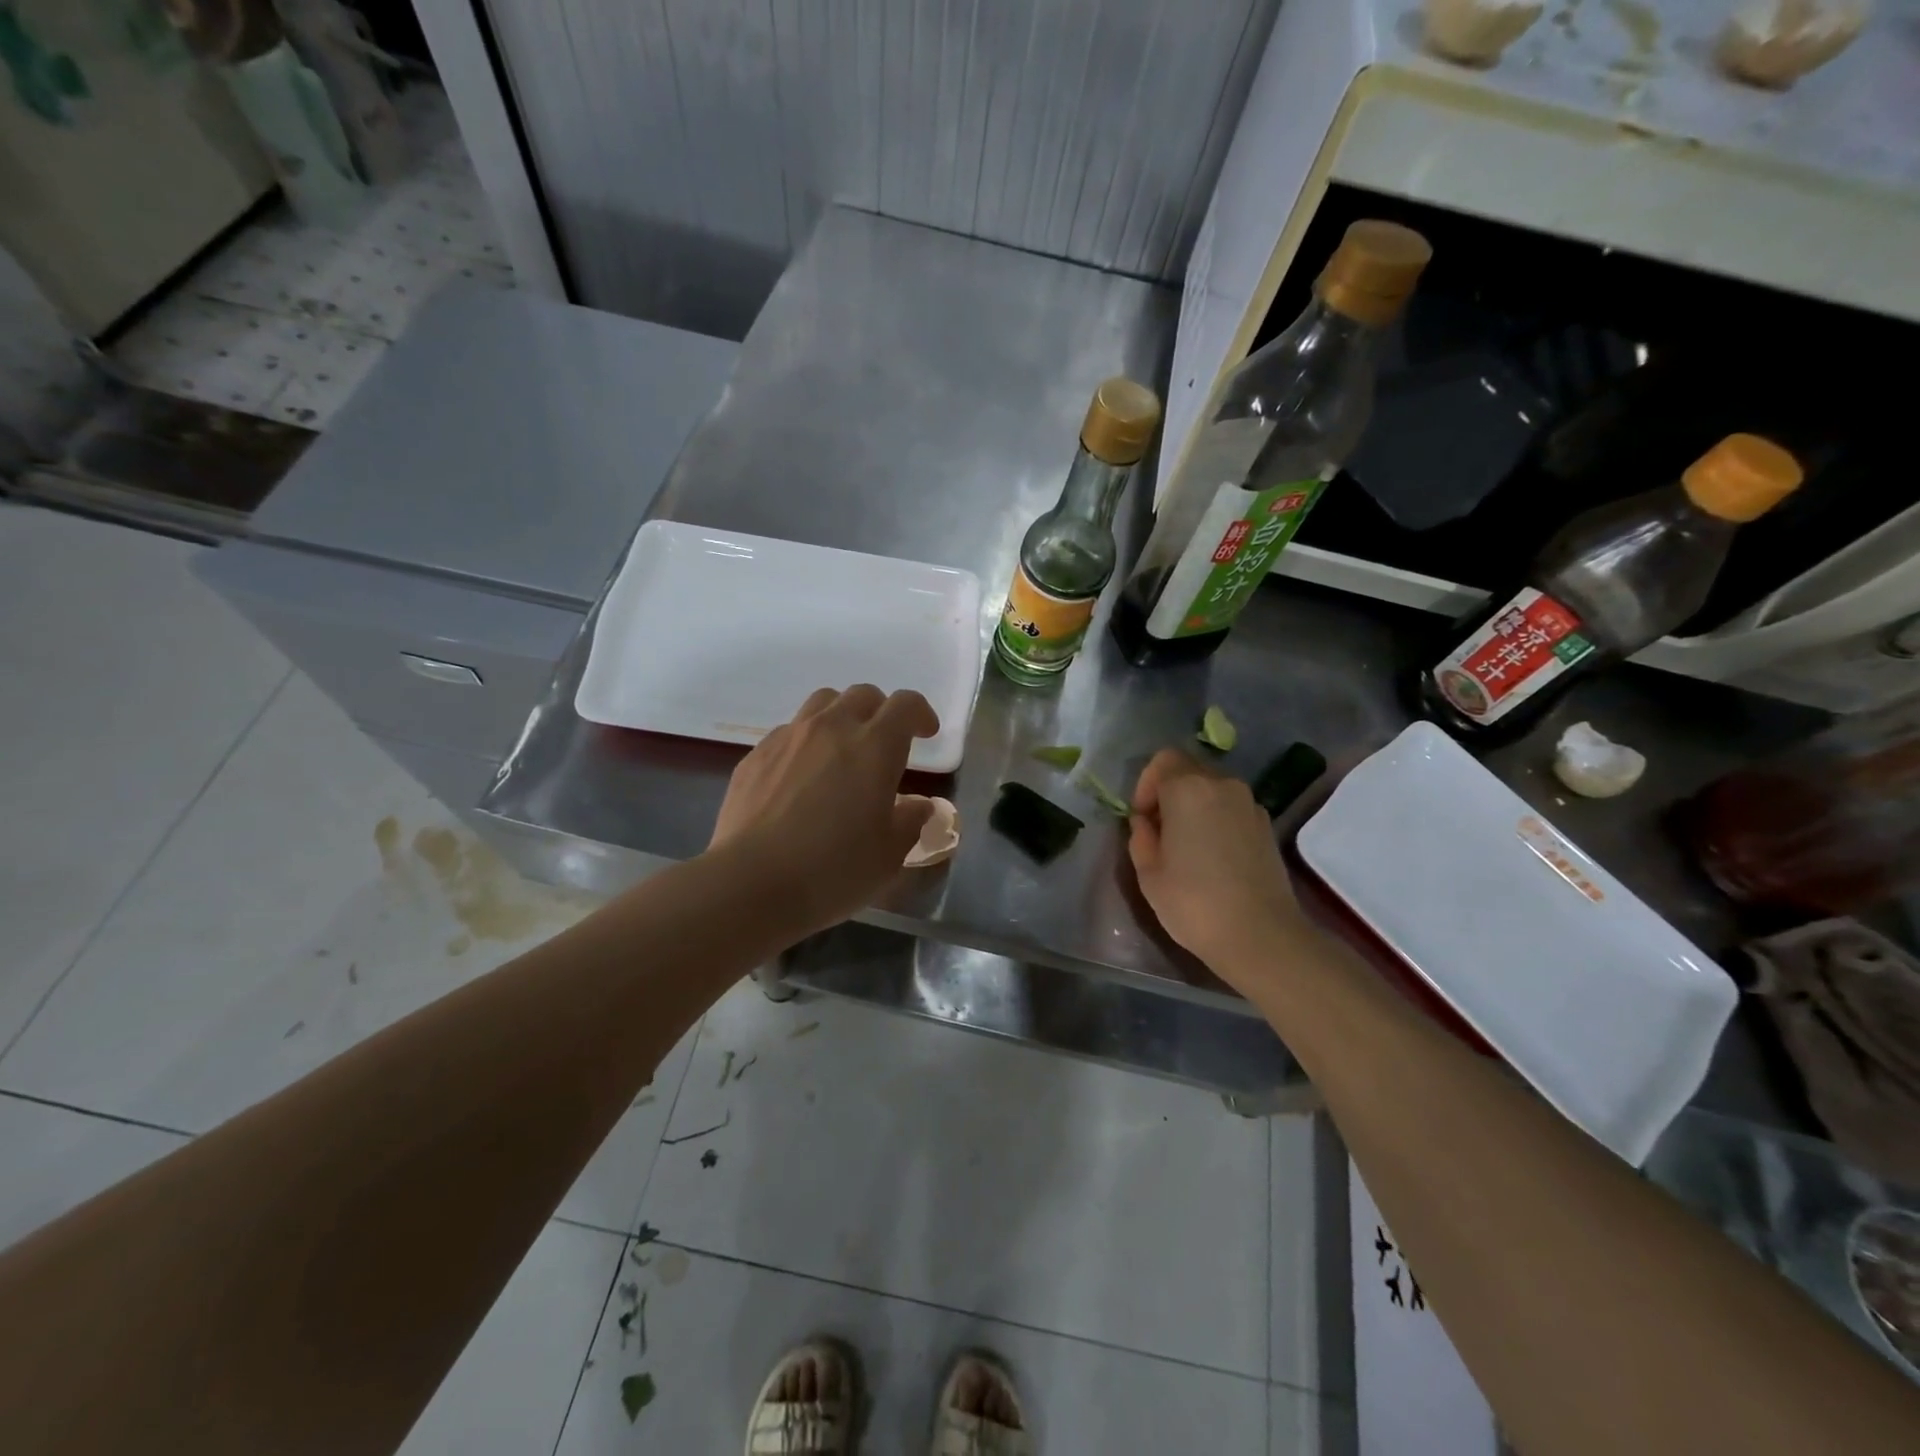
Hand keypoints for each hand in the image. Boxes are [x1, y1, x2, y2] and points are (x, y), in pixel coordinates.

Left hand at [710, 685, 939, 933]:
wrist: (750, 883)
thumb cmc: (833, 870)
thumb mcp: (890, 855)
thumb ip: (911, 822)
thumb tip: (919, 806)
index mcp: (874, 746)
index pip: (904, 705)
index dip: (920, 713)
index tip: (926, 733)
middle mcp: (832, 728)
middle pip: (862, 695)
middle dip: (881, 711)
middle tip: (885, 742)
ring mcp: (788, 737)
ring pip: (822, 703)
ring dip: (841, 716)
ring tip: (842, 749)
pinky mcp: (755, 755)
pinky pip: (788, 731)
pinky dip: (805, 742)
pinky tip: (801, 777)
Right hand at [1128, 748, 1309, 992]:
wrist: (1261, 935)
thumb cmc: (1193, 902)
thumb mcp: (1149, 873)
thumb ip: (1141, 838)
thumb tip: (1146, 823)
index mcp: (1188, 789)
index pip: (1163, 760)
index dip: (1146, 784)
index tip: (1142, 818)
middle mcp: (1223, 786)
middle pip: (1189, 771)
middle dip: (1170, 794)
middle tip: (1160, 832)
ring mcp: (1250, 805)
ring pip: (1213, 791)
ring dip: (1194, 807)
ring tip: (1186, 847)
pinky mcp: (1267, 827)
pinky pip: (1232, 810)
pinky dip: (1217, 821)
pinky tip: (1213, 858)